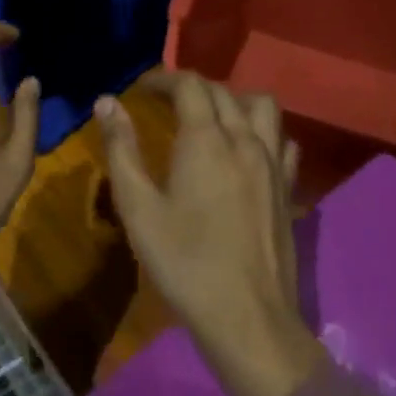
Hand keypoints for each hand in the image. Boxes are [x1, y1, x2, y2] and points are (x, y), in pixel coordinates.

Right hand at [96, 75, 325, 395]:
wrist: (247, 317)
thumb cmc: (184, 262)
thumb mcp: (138, 208)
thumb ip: (122, 149)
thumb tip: (107, 102)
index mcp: (207, 141)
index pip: (190, 85)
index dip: (163, 78)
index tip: (140, 87)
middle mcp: (246, 141)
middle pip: (223, 92)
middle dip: (191, 88)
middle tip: (163, 102)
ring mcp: (274, 165)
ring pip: (262, 108)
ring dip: (233, 100)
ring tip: (208, 118)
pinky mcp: (288, 189)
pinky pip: (282, 140)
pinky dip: (262, 132)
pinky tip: (246, 151)